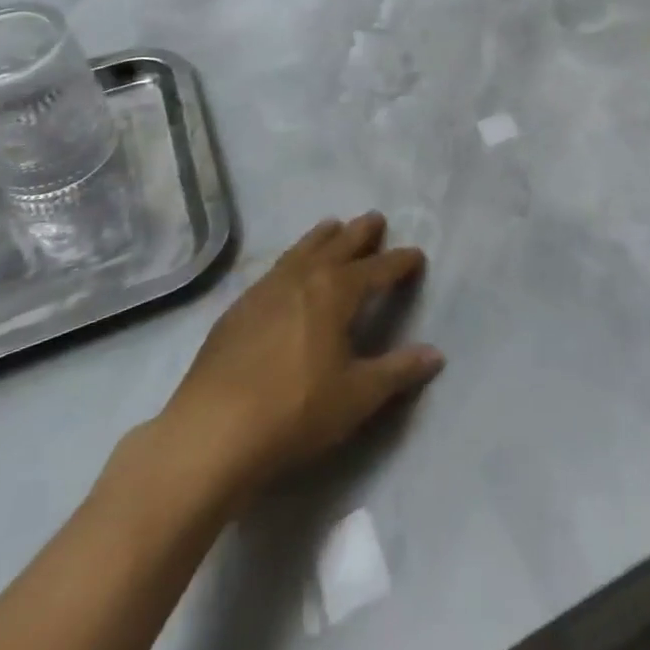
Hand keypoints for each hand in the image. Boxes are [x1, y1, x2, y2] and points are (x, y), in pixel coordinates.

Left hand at [144, 214, 443, 510]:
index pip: (378, 269)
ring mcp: (266, 289)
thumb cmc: (296, 410)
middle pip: (339, 246)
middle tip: (375, 218)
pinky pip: (275, 269)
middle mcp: (304, 277)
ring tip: (332, 225)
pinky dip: (292, 259)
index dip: (400, 262)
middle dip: (361, 233)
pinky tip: (287, 270)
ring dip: (322, 237)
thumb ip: (398, 371)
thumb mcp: (357, 396)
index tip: (417, 255)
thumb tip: (436, 354)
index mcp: (337, 291)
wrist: (212, 431)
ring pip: (302, 250)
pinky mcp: (238, 307)